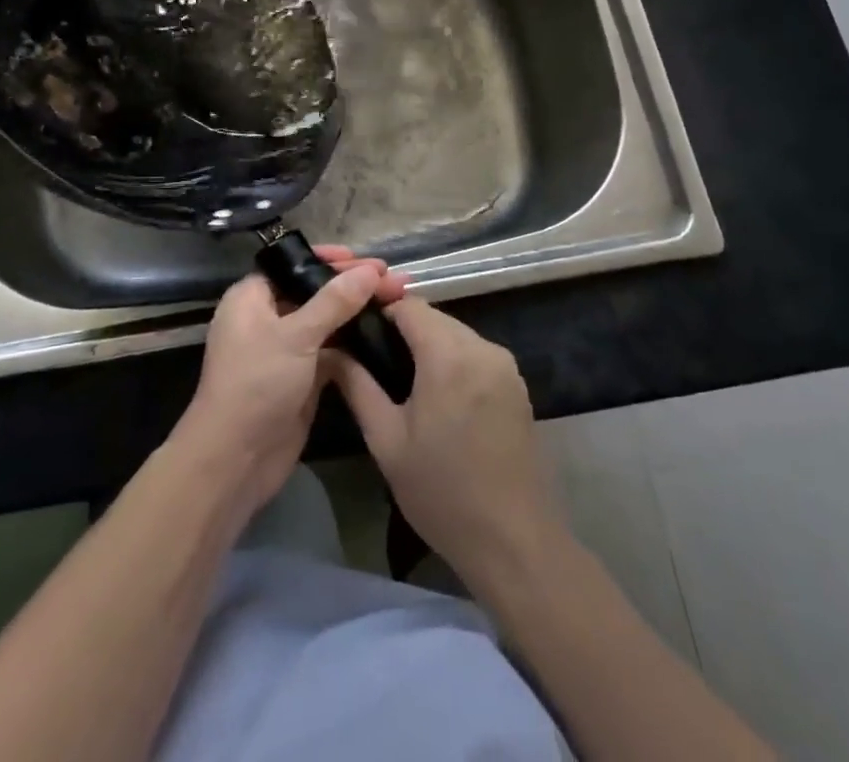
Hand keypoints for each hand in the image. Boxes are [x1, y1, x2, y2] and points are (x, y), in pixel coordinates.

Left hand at [172, 247, 406, 521]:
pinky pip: (331, 353)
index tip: (366, 260)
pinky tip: (383, 336)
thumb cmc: (256, 384)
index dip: (329, 261)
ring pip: (326, 323)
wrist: (235, 460)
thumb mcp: (296, 336)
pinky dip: (354, 345)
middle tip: (394, 282)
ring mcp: (284, 351)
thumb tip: (370, 271)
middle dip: (352, 286)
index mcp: (252, 297)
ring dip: (357, 314)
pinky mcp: (301, 380)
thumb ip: (334, 301)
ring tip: (397, 302)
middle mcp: (266, 318)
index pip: (293, 265)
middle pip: (314, 292)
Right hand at [334, 297, 561, 581]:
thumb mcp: (386, 440)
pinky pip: (476, 353)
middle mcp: (482, 348)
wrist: (514, 543)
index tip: (356, 332)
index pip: (408, 305)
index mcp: (448, 355)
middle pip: (434, 317)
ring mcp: (505, 366)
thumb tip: (330, 351)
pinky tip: (438, 395)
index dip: (379, 311)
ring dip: (429, 344)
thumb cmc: (442, 493)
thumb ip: (357, 385)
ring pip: (456, 333)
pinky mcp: (518, 385)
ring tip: (402, 379)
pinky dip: (453, 360)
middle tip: (374, 360)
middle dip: (403, 329)